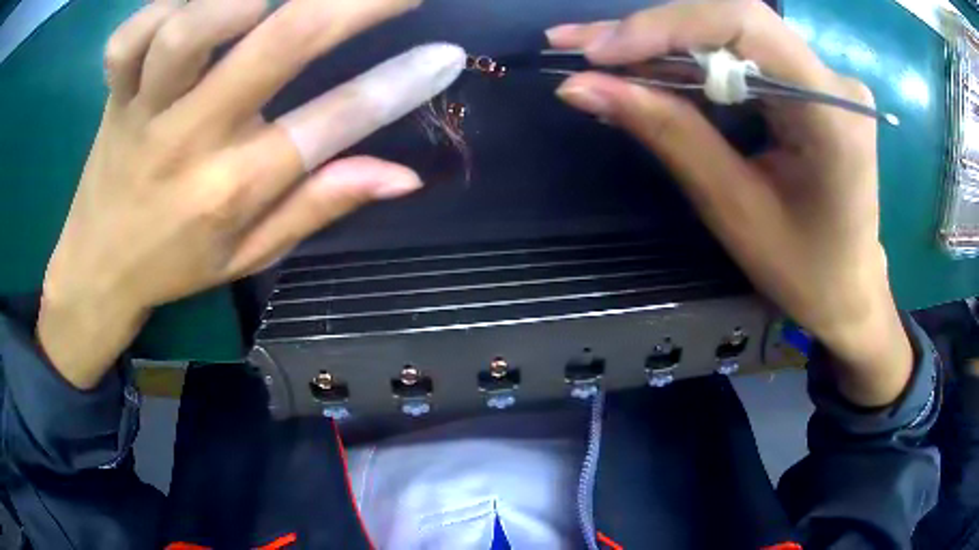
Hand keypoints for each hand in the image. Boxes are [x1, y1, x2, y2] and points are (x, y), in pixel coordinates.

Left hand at [38, 0, 464, 388]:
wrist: (97, 268)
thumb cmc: (175, 263)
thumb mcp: (249, 256)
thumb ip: (318, 206)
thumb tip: (403, 175)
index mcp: (233, 190)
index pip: (332, 124)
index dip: (399, 85)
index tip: (446, 53)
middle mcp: (191, 140)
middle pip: (279, 45)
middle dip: (353, 3)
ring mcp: (144, 111)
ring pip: (189, 31)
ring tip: (267, 0)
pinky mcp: (113, 95)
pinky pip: (128, 39)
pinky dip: (160, 6)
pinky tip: (192, 2)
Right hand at [547, 0, 910, 405]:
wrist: (849, 290)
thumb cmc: (804, 270)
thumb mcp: (735, 209)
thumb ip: (668, 133)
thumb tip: (581, 86)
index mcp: (832, 110)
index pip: (743, 23)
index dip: (665, 25)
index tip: (596, 52)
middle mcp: (832, 78)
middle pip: (732, 20)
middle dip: (653, 31)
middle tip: (578, 46)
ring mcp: (824, 76)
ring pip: (731, 32)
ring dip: (663, 43)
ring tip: (598, 57)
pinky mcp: (810, 83)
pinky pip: (742, 54)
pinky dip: (691, 62)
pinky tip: (648, 69)